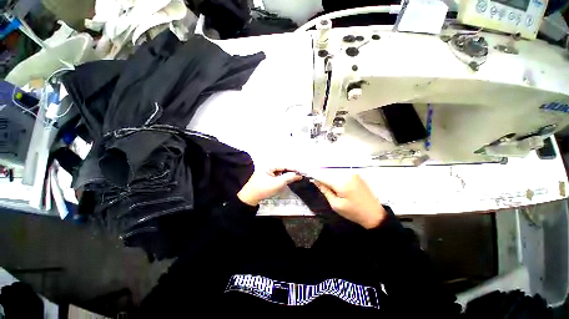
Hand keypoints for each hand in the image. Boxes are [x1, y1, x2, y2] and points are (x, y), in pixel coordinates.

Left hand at [237, 168, 301, 205]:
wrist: (249, 198)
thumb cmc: (263, 189)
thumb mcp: (277, 183)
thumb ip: (288, 177)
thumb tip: (298, 174)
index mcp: (270, 165)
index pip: (285, 165)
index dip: (294, 169)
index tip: (302, 172)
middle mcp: (269, 167)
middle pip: (283, 168)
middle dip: (292, 171)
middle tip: (301, 175)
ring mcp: (267, 173)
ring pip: (281, 172)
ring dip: (288, 175)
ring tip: (296, 177)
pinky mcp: (267, 178)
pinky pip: (277, 176)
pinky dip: (283, 178)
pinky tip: (288, 180)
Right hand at [313, 173, 386, 228]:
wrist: (374, 214)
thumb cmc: (353, 212)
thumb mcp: (336, 205)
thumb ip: (325, 191)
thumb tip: (317, 181)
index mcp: (341, 183)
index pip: (323, 176)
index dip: (314, 175)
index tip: (307, 174)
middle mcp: (347, 174)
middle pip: (329, 173)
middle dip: (322, 177)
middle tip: (318, 183)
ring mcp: (353, 174)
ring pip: (335, 173)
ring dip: (329, 177)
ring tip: (329, 187)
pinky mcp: (356, 175)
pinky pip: (342, 174)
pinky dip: (336, 177)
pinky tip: (337, 185)